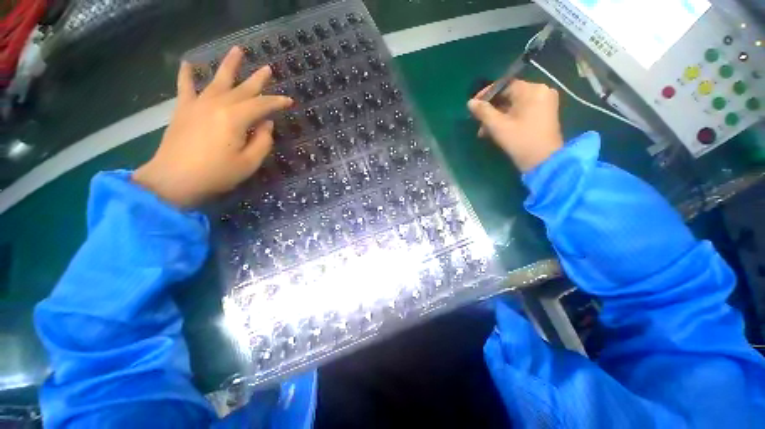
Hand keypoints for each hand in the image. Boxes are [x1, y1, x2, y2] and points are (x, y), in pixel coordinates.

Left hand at [133, 47, 292, 207]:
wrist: (174, 179)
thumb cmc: (217, 174)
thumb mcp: (249, 162)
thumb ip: (262, 141)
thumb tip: (266, 124)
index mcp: (235, 118)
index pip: (262, 105)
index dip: (277, 102)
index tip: (289, 101)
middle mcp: (217, 104)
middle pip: (242, 88)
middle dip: (258, 79)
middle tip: (268, 69)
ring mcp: (198, 104)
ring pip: (217, 79)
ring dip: (229, 65)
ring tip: (238, 51)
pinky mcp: (183, 109)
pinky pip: (185, 87)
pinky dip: (186, 74)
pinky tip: (188, 63)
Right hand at [468, 80, 562, 171]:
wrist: (543, 161)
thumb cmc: (520, 141)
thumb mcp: (498, 126)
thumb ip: (483, 112)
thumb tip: (470, 102)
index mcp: (532, 90)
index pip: (504, 85)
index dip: (486, 94)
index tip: (473, 105)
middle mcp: (541, 91)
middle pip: (509, 96)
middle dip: (491, 110)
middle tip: (478, 123)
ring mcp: (544, 103)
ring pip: (514, 105)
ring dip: (498, 117)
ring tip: (485, 132)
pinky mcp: (544, 114)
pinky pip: (522, 111)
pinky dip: (508, 119)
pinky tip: (497, 131)